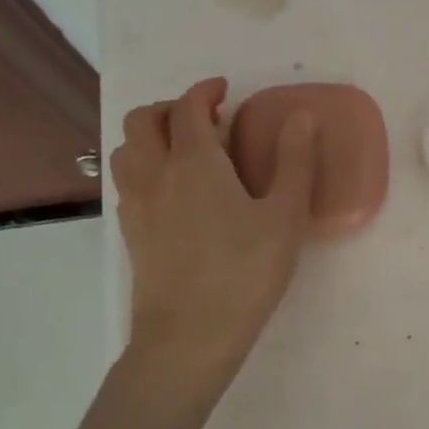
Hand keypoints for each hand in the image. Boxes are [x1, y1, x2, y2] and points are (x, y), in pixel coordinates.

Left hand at [111, 78, 316, 385]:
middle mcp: (155, 174)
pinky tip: (173, 192)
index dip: (204, 91)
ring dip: (150, 136)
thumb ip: (295, 161)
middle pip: (142, 121)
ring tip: (184, 151)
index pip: (187, 108)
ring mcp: (136, 205)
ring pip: (126, 150)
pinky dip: (144, 167)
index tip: (224, 91)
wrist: (189, 337)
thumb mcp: (284, 216)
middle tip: (204, 119)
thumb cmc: (245, 272)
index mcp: (194, 162)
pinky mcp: (130, 234)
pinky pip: (126, 182)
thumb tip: (302, 116)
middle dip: (170, 108)